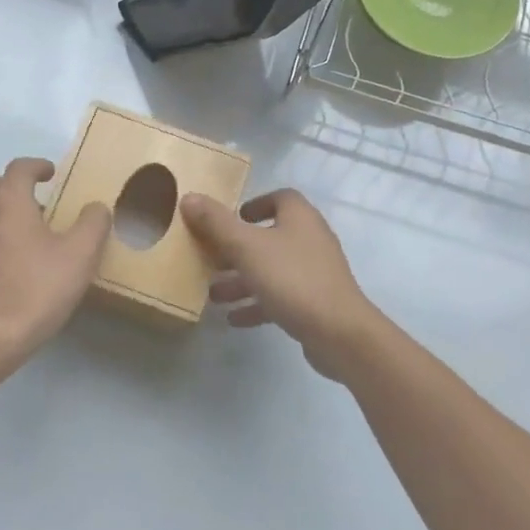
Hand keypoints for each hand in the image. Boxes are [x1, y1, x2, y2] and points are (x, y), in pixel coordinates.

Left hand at [0, 158, 110, 362]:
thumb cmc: (37, 290)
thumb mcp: (80, 257)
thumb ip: (93, 224)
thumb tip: (96, 207)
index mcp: (9, 205)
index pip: (18, 168)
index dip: (36, 166)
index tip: (51, 174)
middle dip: (13, 187)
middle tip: (37, 206)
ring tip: (23, 242)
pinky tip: (3, 270)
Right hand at [180, 189, 379, 378]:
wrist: (339, 332)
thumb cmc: (292, 279)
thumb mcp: (246, 247)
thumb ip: (216, 222)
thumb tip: (189, 196)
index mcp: (299, 218)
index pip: (280, 198)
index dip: (255, 203)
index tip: (232, 217)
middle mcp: (310, 239)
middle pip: (269, 236)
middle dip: (237, 249)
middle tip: (210, 258)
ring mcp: (315, 273)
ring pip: (272, 269)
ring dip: (242, 279)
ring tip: (213, 293)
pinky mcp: (315, 302)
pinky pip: (281, 296)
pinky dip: (257, 304)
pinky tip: (234, 319)